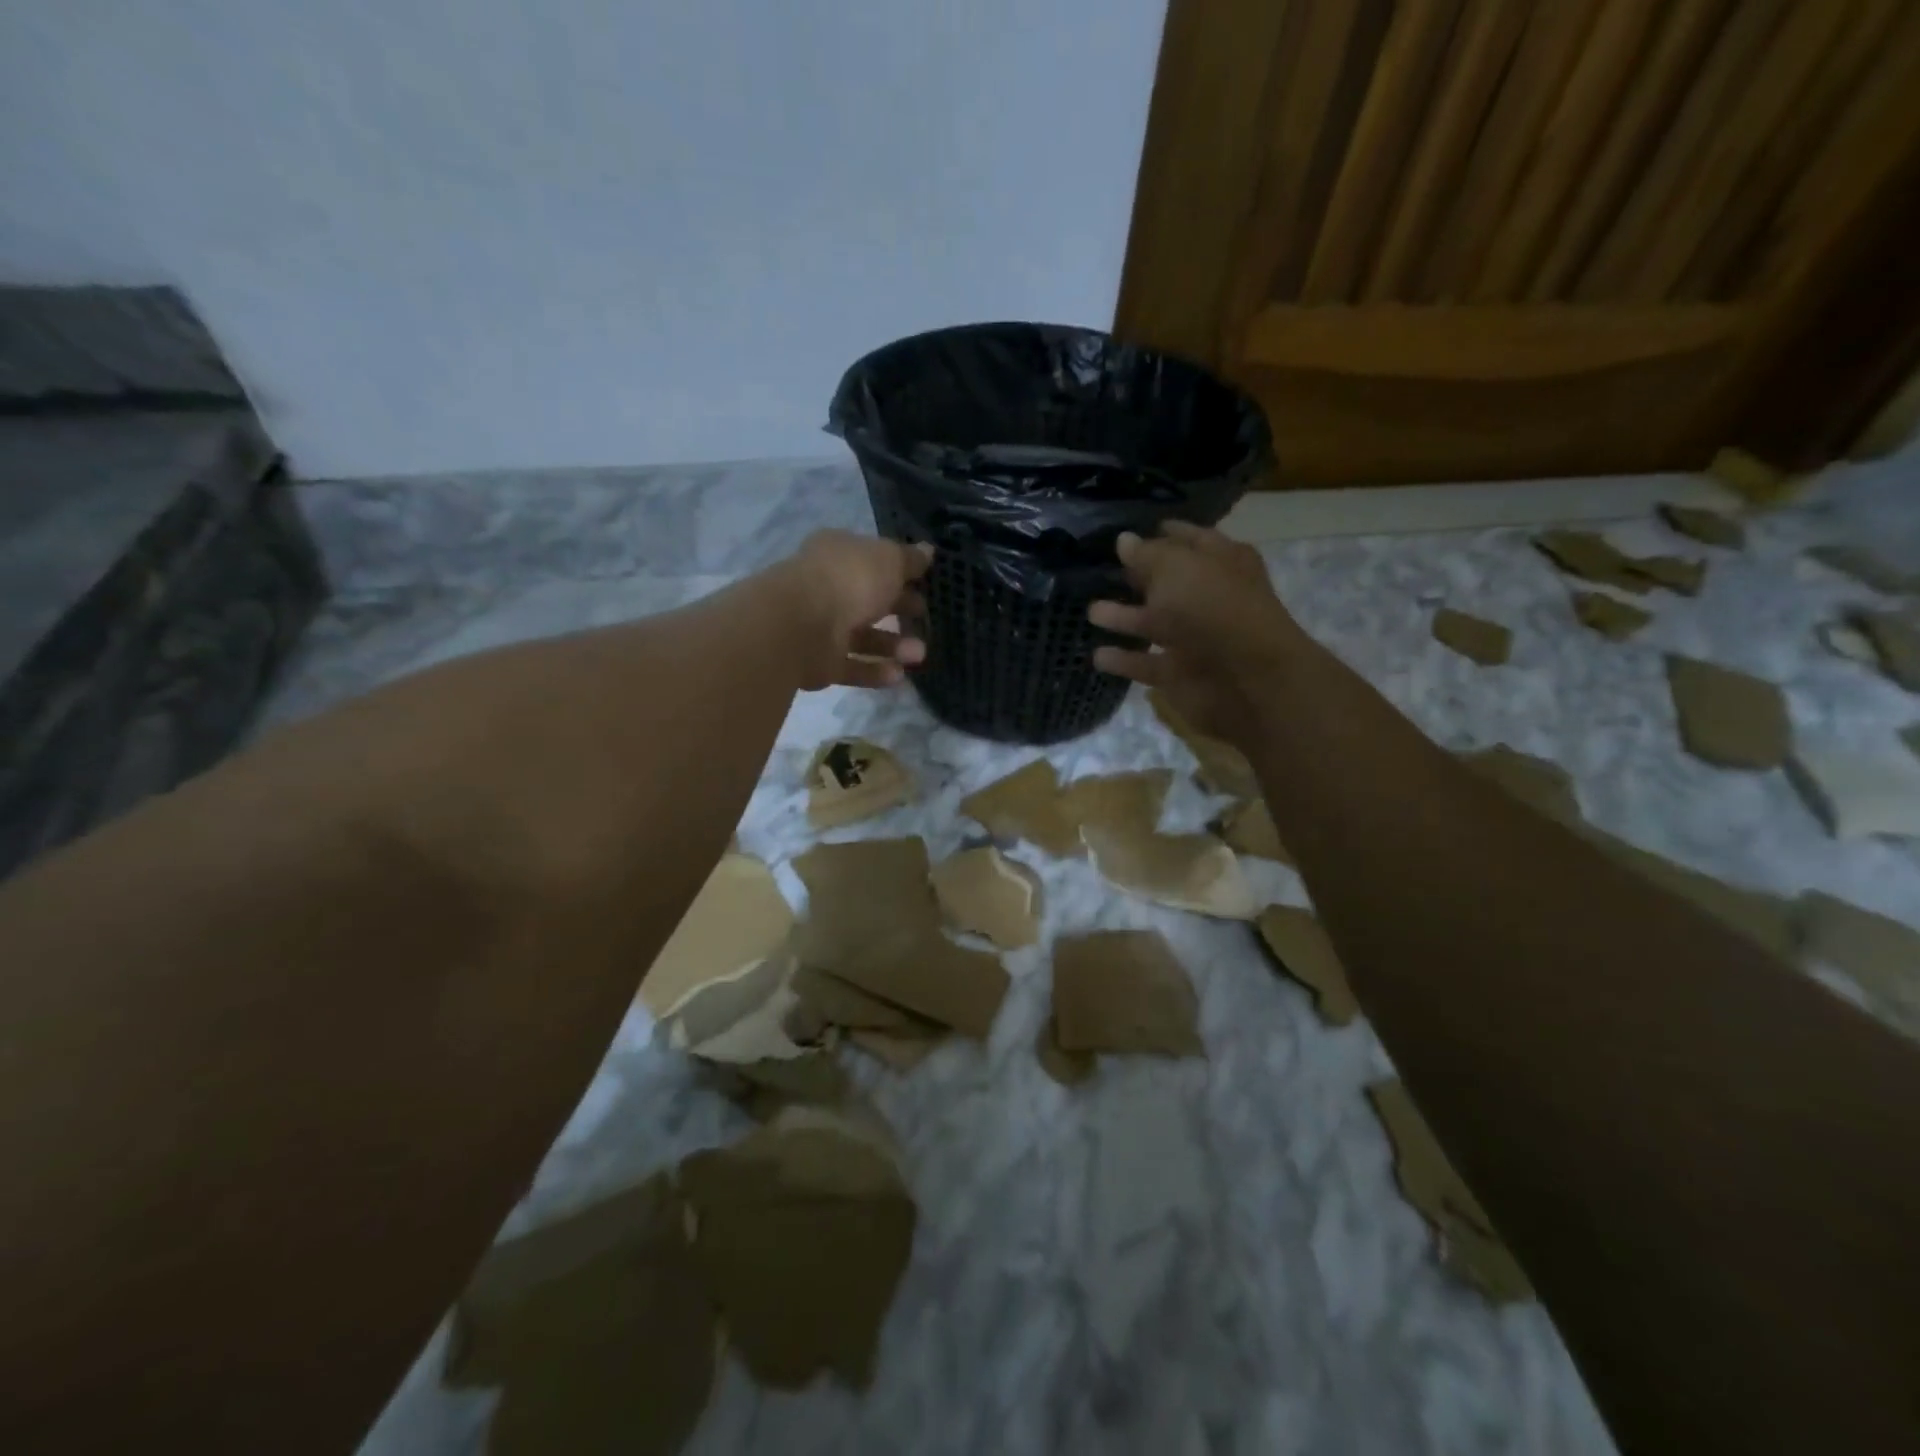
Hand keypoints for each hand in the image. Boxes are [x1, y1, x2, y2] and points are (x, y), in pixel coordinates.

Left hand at [778, 530, 932, 690]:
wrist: (800, 626)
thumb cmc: (849, 581)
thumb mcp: (889, 560)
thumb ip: (910, 559)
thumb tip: (929, 550)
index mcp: (837, 555)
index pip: (870, 561)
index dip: (898, 571)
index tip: (925, 584)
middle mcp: (826, 589)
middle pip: (868, 600)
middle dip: (899, 610)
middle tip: (925, 618)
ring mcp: (819, 627)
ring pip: (862, 637)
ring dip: (893, 646)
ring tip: (919, 654)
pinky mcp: (818, 663)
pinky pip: (852, 667)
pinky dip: (875, 671)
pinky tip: (899, 675)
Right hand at [1088, 522, 1304, 746]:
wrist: (1246, 679)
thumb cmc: (1213, 607)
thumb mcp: (1176, 567)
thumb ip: (1146, 554)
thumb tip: (1124, 540)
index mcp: (1221, 562)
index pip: (1189, 540)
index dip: (1162, 534)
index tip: (1128, 534)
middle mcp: (1208, 597)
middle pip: (1169, 583)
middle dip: (1139, 577)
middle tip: (1103, 570)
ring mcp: (1194, 638)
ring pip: (1153, 623)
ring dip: (1123, 618)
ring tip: (1090, 611)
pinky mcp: (1179, 673)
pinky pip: (1145, 663)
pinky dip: (1123, 659)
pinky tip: (1096, 654)